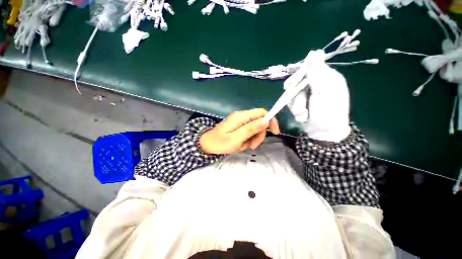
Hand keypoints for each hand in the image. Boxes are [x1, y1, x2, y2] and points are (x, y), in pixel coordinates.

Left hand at [199, 108, 279, 154]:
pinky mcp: (238, 127)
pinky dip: (247, 140)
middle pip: (259, 122)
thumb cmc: (219, 143)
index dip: (270, 120)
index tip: (275, 132)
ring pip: (254, 129)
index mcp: (241, 117)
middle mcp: (241, 117)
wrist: (206, 144)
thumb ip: (250, 129)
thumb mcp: (235, 138)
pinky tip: (240, 145)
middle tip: (252, 146)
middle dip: (259, 135)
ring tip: (242, 147)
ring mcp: (240, 122)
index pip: (261, 112)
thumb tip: (266, 120)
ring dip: (252, 139)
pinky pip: (248, 132)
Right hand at [286, 50, 350, 142]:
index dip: (299, 75)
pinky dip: (295, 109)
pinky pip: (291, 102)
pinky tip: (302, 115)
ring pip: (292, 93)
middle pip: (297, 82)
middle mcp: (316, 84)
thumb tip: (314, 52)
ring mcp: (307, 94)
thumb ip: (317, 73)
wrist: (323, 133)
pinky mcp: (300, 103)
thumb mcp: (324, 91)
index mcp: (327, 77)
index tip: (292, 85)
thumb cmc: (328, 112)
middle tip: (301, 105)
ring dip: (296, 105)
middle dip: (296, 95)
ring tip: (303, 113)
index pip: (309, 67)